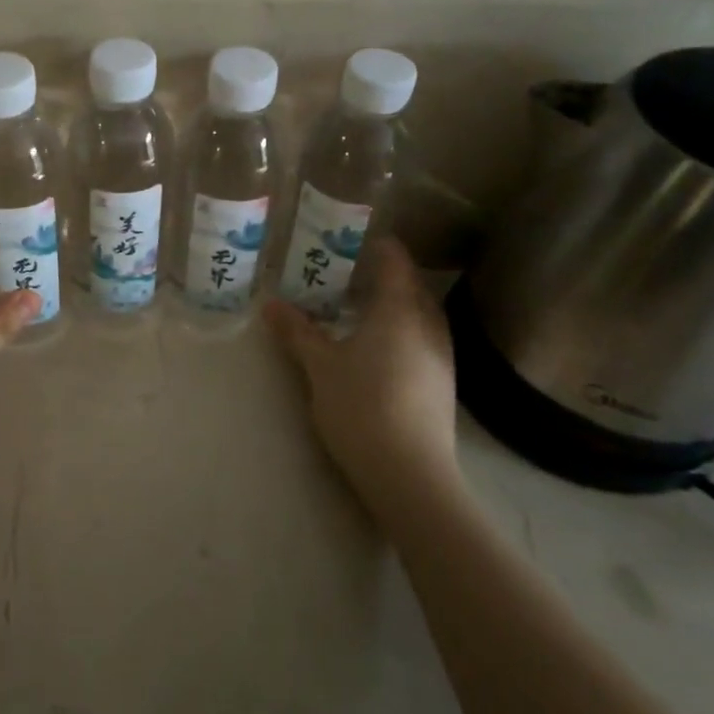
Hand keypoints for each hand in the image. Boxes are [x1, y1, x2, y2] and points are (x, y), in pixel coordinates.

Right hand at [263, 237, 461, 515]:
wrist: (410, 474)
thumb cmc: (361, 406)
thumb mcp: (320, 366)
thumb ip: (297, 331)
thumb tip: (270, 303)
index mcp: (400, 310)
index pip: (395, 261)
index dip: (376, 245)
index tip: (349, 239)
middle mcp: (428, 325)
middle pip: (411, 285)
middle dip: (384, 274)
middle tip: (346, 273)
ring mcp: (442, 355)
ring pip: (420, 313)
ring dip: (395, 303)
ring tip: (359, 307)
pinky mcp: (443, 383)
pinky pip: (423, 337)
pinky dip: (402, 329)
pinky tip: (378, 347)